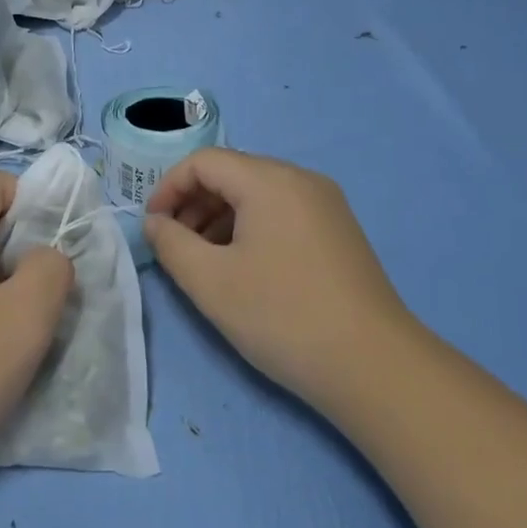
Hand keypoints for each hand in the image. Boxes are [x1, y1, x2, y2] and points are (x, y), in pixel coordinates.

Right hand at [143, 149, 411, 410]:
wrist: (374, 366)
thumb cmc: (282, 316)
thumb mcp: (210, 281)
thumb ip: (170, 243)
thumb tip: (155, 222)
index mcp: (270, 180)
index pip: (204, 162)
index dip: (168, 188)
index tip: (153, 227)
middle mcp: (301, 179)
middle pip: (232, 173)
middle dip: (193, 204)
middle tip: (175, 246)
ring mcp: (326, 204)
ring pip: (257, 194)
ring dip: (220, 217)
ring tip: (204, 261)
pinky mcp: (338, 231)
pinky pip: (281, 212)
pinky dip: (250, 228)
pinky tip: (243, 268)